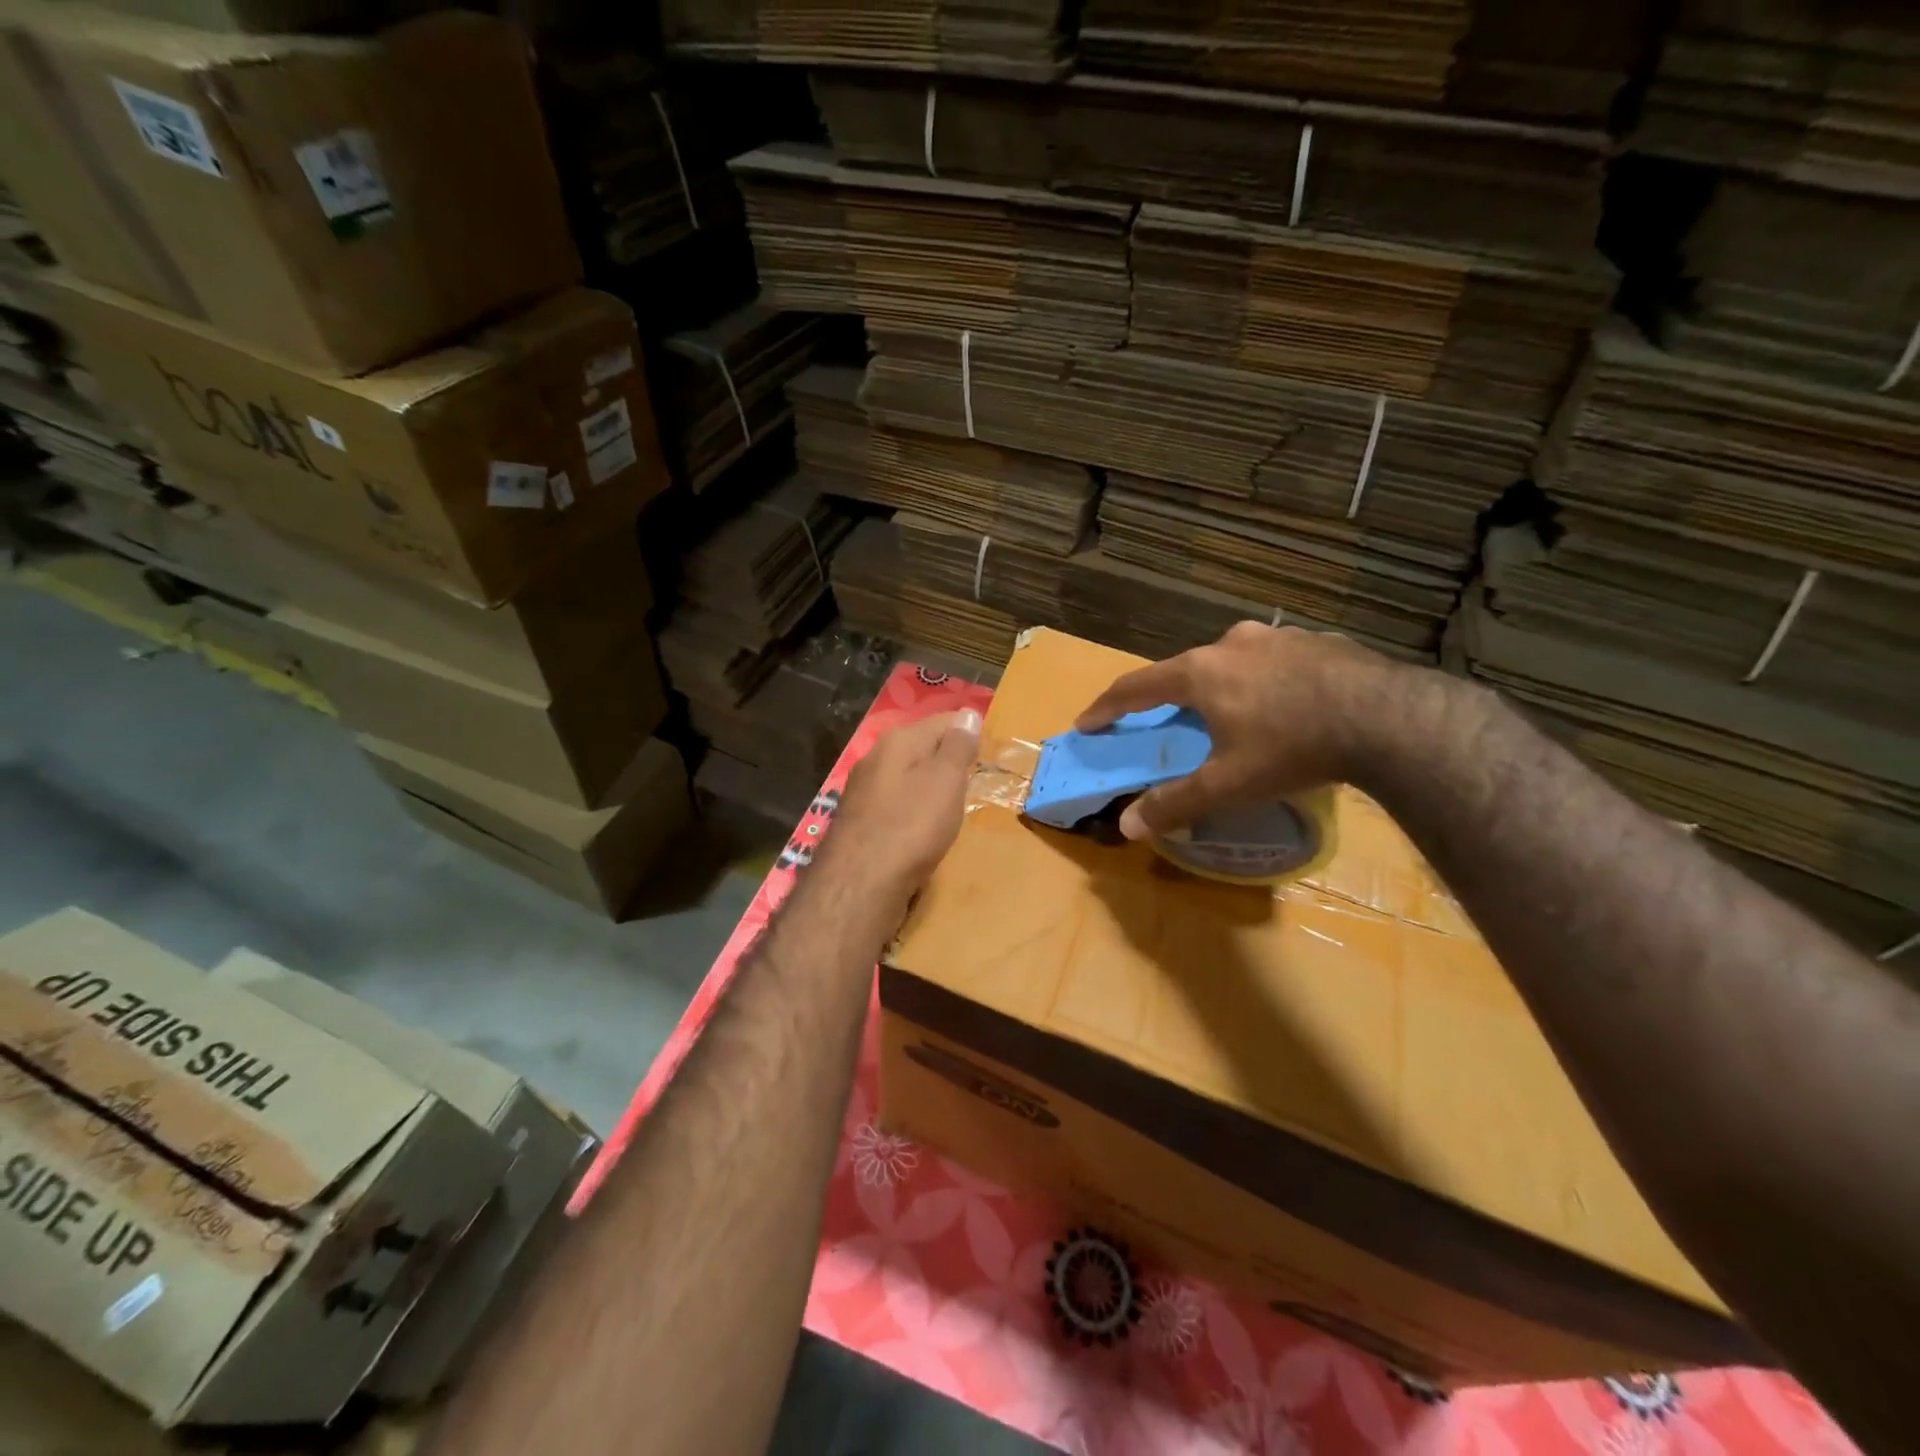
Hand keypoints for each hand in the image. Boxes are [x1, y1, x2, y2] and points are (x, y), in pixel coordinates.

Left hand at [824, 708, 982, 901]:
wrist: (860, 883)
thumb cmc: (912, 825)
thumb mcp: (946, 780)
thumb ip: (957, 746)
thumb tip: (968, 713)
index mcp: (898, 740)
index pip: (943, 721)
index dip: (968, 734)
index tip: (989, 755)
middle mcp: (875, 757)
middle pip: (921, 748)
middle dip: (947, 761)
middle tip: (974, 782)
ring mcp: (863, 790)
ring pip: (906, 777)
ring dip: (928, 787)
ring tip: (952, 806)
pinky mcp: (859, 821)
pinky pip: (895, 804)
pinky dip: (912, 811)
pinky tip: (922, 829)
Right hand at [1075, 622, 1394, 840]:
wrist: (1390, 719)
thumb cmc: (1292, 748)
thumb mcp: (1228, 785)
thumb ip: (1174, 803)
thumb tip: (1125, 826)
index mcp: (1200, 672)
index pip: (1136, 687)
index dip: (1107, 707)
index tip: (1087, 722)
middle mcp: (1231, 644)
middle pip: (1184, 670)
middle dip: (1170, 697)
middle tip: (1169, 723)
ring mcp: (1278, 637)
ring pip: (1232, 661)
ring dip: (1220, 685)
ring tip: (1233, 714)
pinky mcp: (1319, 641)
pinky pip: (1275, 661)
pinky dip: (1265, 682)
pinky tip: (1286, 705)